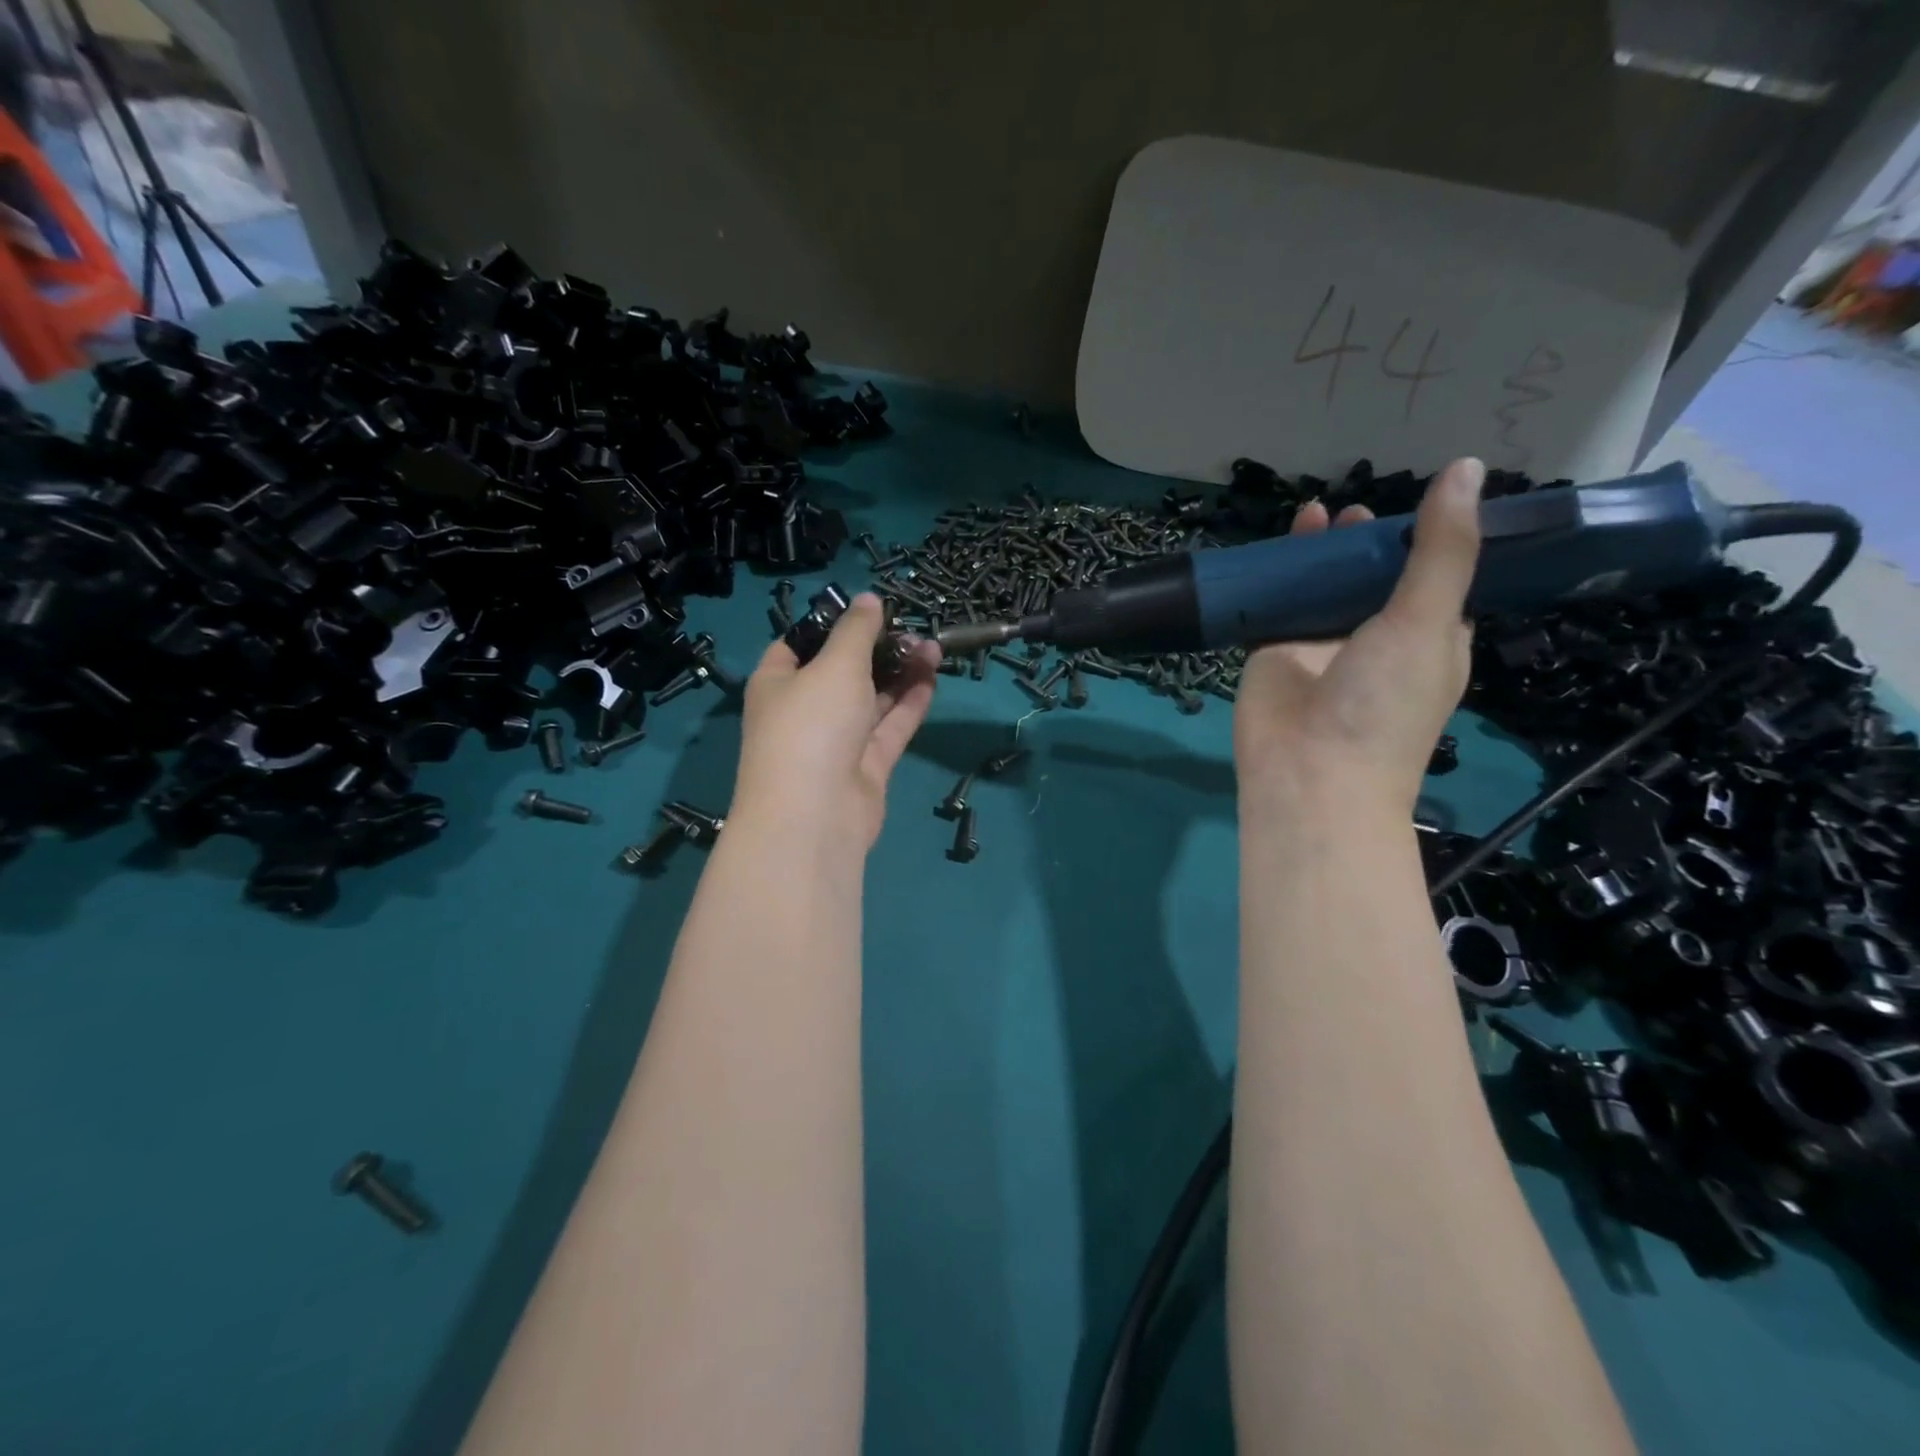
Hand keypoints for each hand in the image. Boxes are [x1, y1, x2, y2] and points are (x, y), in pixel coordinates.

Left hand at [732, 593, 940, 848]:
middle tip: (913, 629)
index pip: (799, 644)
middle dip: (878, 649)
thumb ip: (857, 630)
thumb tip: (869, 599)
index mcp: (778, 682)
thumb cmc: (812, 724)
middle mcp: (805, 710)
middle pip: (843, 671)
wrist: (815, 816)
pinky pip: (890, 728)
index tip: (866, 611)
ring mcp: (836, 742)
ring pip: (872, 699)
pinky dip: (910, 704)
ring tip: (933, 646)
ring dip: (900, 673)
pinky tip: (932, 677)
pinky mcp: (866, 767)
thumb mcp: (835, 664)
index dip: (830, 626)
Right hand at [1234, 457, 1484, 815]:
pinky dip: (1280, 569)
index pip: (1434, 579)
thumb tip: (1466, 467)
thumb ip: (1442, 549)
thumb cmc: (1384, 704)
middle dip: (1370, 542)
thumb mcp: (1427, 621)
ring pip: (1324, 585)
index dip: (1430, 541)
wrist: (1309, 772)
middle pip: (1373, 577)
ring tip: (1324, 512)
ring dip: (1324, 550)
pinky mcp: (1275, 648)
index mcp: (1427, 640)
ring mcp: (1321, 644)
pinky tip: (1286, 535)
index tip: (1425, 502)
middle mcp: (1375, 640)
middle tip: (1362, 512)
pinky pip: (1278, 600)